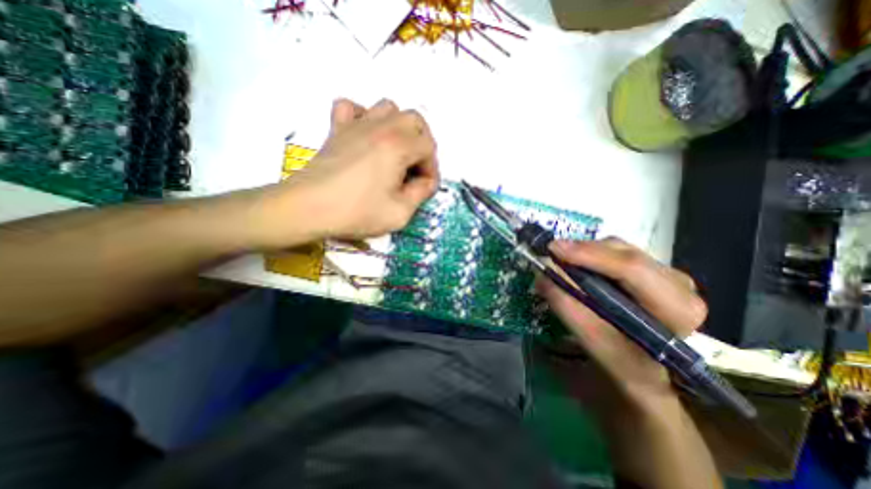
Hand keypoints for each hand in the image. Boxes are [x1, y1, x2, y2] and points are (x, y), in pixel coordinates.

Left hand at [263, 99, 442, 244]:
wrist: (308, 208)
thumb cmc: (356, 212)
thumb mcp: (400, 213)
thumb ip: (420, 194)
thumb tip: (426, 182)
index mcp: (398, 146)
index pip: (428, 148)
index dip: (431, 170)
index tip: (424, 189)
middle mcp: (381, 127)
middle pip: (415, 121)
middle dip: (422, 144)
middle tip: (415, 168)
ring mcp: (356, 124)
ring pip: (388, 108)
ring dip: (399, 128)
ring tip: (395, 152)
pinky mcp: (336, 129)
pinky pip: (352, 107)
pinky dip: (364, 117)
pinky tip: (365, 137)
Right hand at [535, 237, 709, 408]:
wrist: (648, 369)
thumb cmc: (626, 364)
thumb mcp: (594, 342)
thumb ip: (568, 307)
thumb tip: (542, 275)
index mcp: (676, 308)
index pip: (632, 270)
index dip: (589, 255)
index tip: (554, 250)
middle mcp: (678, 284)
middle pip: (624, 253)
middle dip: (583, 251)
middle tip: (552, 254)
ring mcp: (666, 273)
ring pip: (619, 248)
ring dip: (586, 252)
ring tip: (561, 261)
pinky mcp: (651, 269)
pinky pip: (616, 252)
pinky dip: (592, 255)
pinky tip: (578, 266)